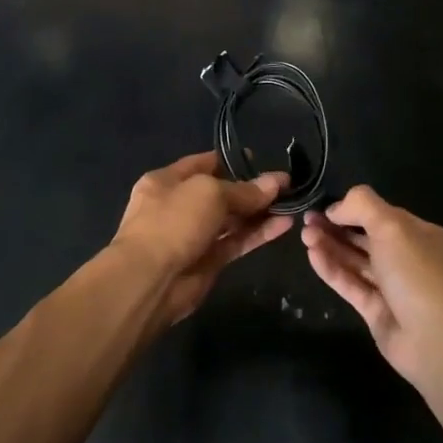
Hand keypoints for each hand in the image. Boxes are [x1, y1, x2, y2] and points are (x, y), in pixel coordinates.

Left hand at [111, 153, 292, 325]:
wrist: (150, 281)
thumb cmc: (172, 222)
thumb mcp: (209, 193)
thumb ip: (244, 190)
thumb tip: (276, 182)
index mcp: (166, 181)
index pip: (204, 164)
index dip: (233, 161)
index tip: (262, 160)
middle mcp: (179, 205)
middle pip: (221, 192)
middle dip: (252, 189)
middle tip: (286, 185)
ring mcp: (193, 235)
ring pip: (232, 219)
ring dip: (260, 212)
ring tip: (292, 203)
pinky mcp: (209, 261)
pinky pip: (237, 241)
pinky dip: (259, 233)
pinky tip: (285, 225)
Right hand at [301, 186, 442, 385]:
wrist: (435, 339)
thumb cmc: (417, 273)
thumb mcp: (392, 226)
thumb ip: (363, 206)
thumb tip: (336, 207)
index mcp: (422, 236)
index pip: (383, 215)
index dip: (354, 209)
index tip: (325, 206)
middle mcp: (409, 259)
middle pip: (366, 237)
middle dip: (336, 227)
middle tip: (307, 220)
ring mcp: (393, 288)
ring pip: (356, 261)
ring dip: (331, 246)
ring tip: (304, 235)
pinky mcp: (376, 311)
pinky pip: (351, 285)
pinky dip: (332, 269)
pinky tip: (312, 255)